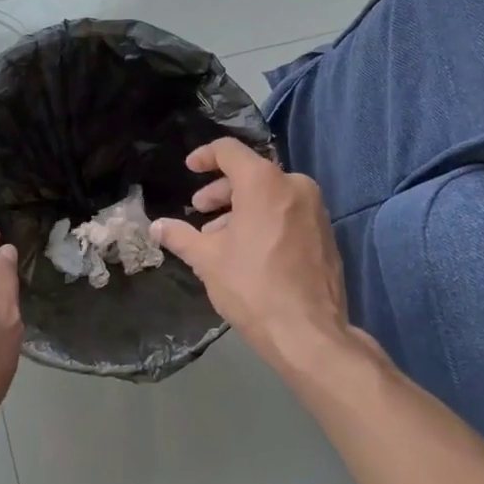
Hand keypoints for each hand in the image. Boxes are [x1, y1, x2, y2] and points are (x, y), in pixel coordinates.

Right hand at [151, 138, 349, 369]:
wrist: (308, 332)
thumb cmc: (252, 288)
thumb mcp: (207, 261)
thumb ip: (180, 236)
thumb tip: (156, 226)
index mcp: (264, 183)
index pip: (229, 151)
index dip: (205, 156)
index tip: (189, 168)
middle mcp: (295, 186)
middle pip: (252, 174)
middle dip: (221, 190)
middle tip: (200, 210)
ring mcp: (316, 210)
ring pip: (272, 195)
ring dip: (242, 209)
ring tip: (220, 238)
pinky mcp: (326, 233)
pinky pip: (289, 213)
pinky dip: (266, 220)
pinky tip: (250, 249)